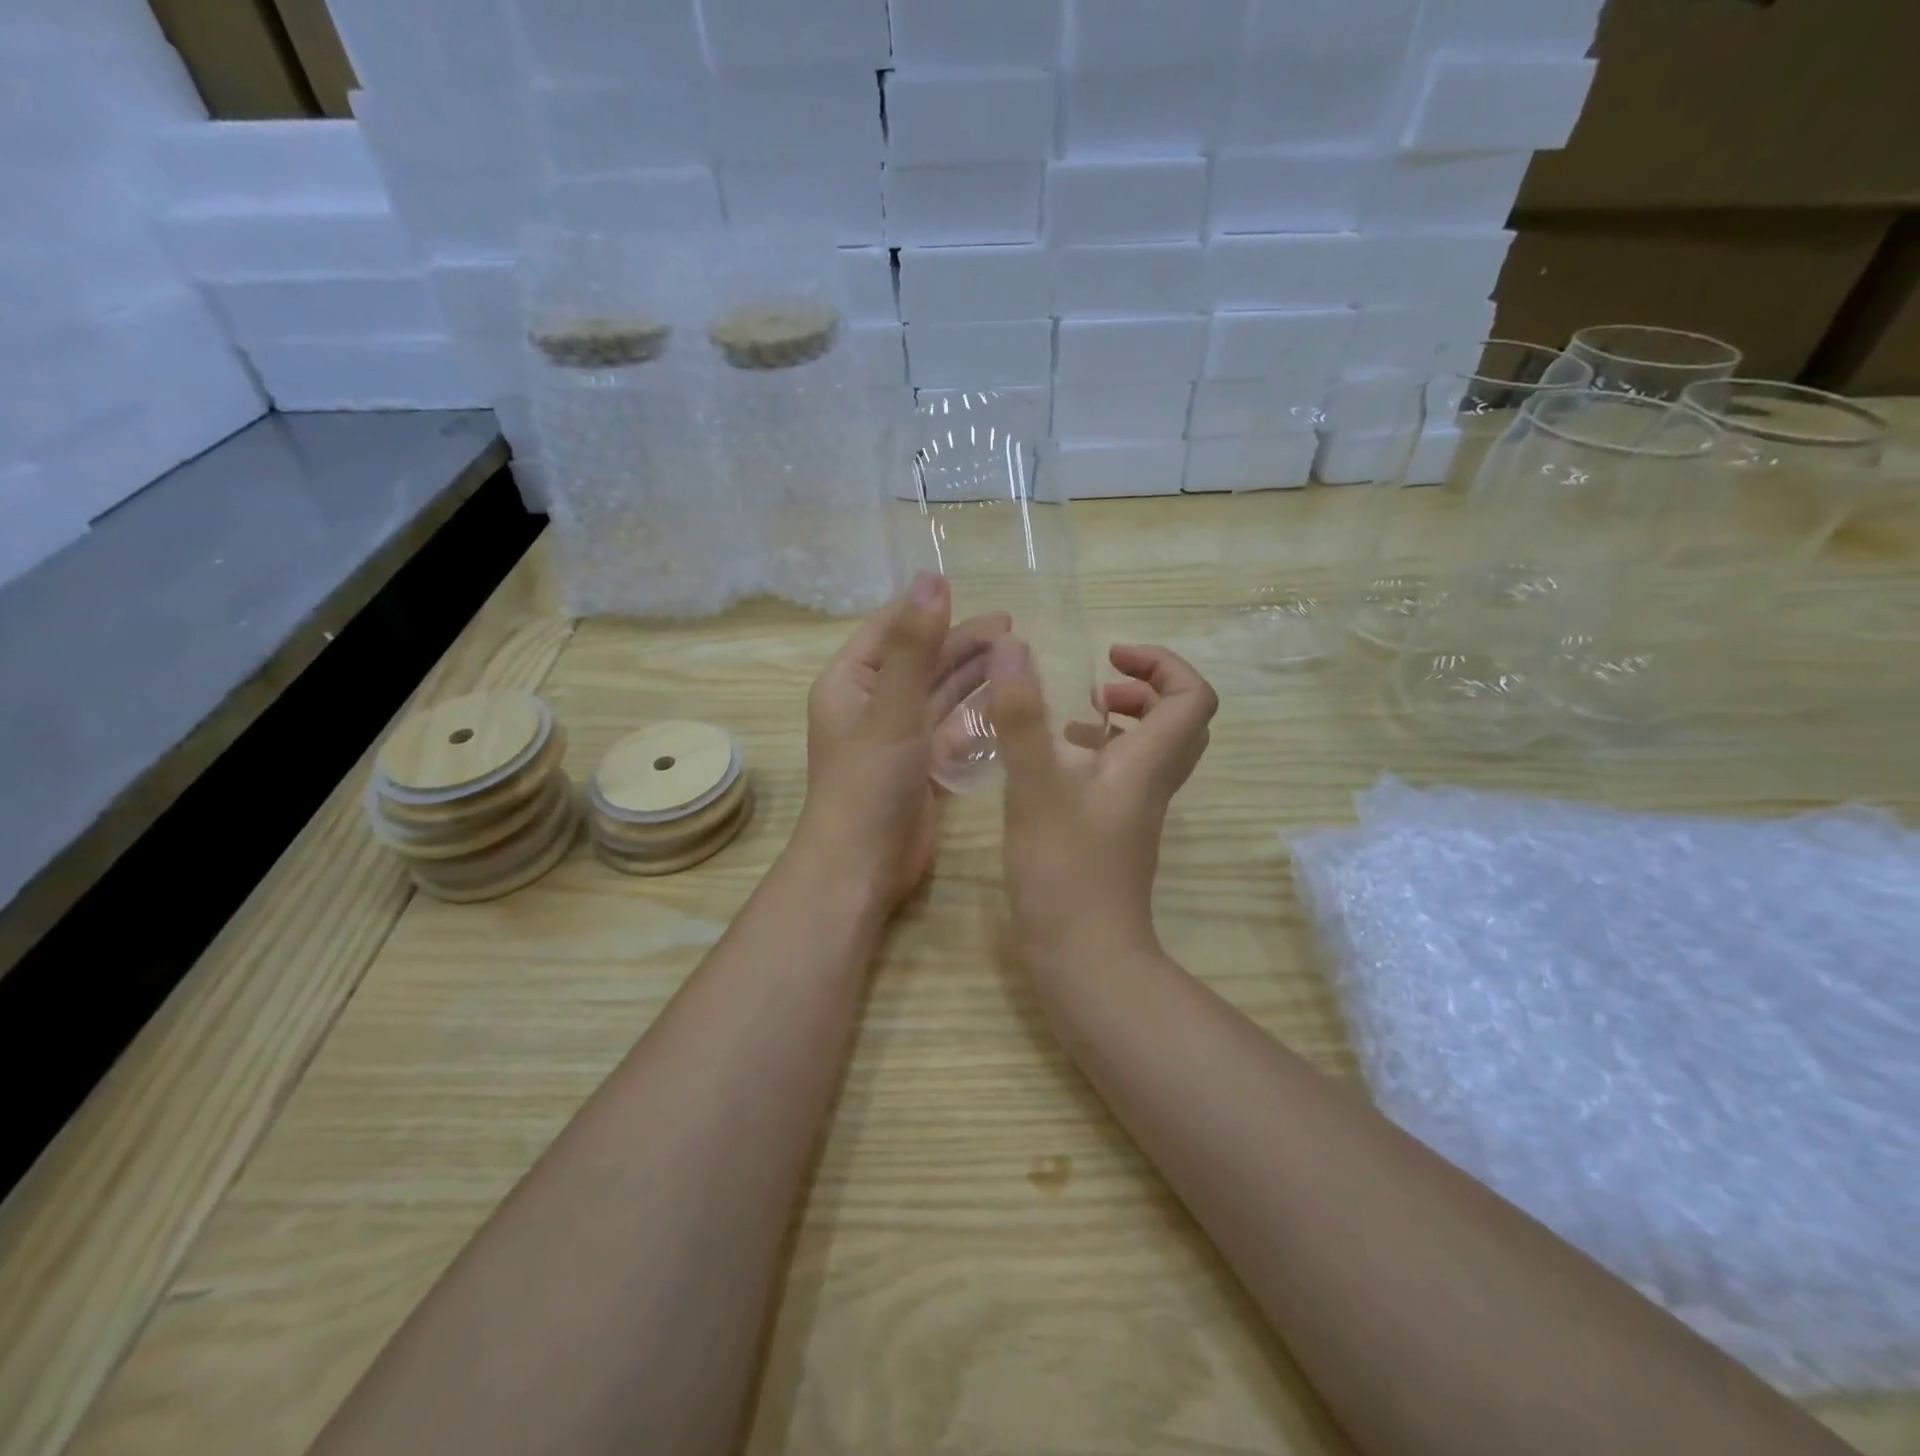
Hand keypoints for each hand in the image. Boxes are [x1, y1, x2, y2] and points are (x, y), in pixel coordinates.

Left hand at [792, 572, 1010, 914]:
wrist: (863, 866)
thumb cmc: (869, 780)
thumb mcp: (893, 706)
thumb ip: (916, 645)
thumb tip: (933, 578)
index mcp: (850, 682)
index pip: (890, 630)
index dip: (926, 609)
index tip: (969, 591)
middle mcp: (873, 704)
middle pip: (922, 661)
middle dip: (962, 643)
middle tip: (1011, 628)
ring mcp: (898, 737)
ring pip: (940, 695)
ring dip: (974, 676)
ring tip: (1017, 656)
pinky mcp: (922, 765)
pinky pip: (952, 729)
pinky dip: (976, 715)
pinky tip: (1008, 701)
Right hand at [988, 639, 1218, 971]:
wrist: (1084, 955)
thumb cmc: (1063, 869)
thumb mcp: (1035, 785)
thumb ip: (1022, 716)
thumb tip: (1014, 647)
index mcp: (1148, 763)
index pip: (1193, 697)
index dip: (1162, 664)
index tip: (1110, 659)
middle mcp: (1152, 782)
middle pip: (1180, 720)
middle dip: (1144, 689)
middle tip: (1097, 689)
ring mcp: (1135, 811)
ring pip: (1150, 750)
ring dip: (1121, 722)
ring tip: (1071, 722)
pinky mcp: (1115, 832)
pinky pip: (1123, 776)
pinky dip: (1099, 755)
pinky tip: (1053, 766)